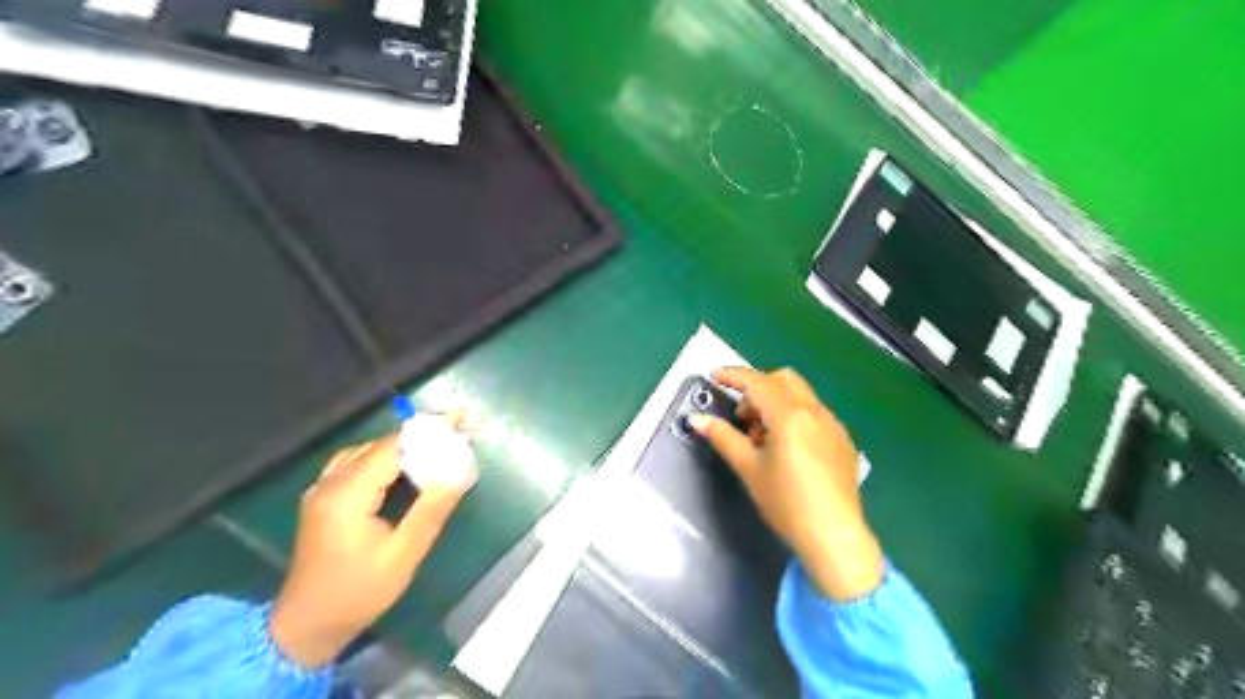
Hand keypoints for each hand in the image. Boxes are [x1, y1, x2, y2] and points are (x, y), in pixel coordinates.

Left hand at [268, 418, 476, 667]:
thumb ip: (431, 509)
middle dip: (421, 436)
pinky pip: (354, 462)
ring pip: (367, 451)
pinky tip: (401, 466)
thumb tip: (458, 471)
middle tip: (457, 433)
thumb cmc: (358, 592)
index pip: (394, 446)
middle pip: (381, 445)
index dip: (430, 430)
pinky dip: (383, 456)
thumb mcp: (404, 554)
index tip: (462, 418)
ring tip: (436, 445)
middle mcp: (331, 482)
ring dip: (403, 445)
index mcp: (348, 493)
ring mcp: (322, 489)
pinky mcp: (322, 498)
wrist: (305, 626)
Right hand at [690, 370, 884, 602]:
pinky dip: (795, 416)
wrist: (834, 536)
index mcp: (790, 415)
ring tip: (763, 439)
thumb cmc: (786, 502)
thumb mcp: (749, 469)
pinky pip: (814, 413)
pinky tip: (788, 449)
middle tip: (742, 418)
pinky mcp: (843, 440)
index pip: (757, 382)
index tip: (714, 377)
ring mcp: (833, 424)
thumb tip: (697, 419)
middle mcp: (815, 411)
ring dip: (776, 402)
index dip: (733, 376)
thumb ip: (723, 437)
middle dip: (758, 388)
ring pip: (800, 395)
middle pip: (783, 380)